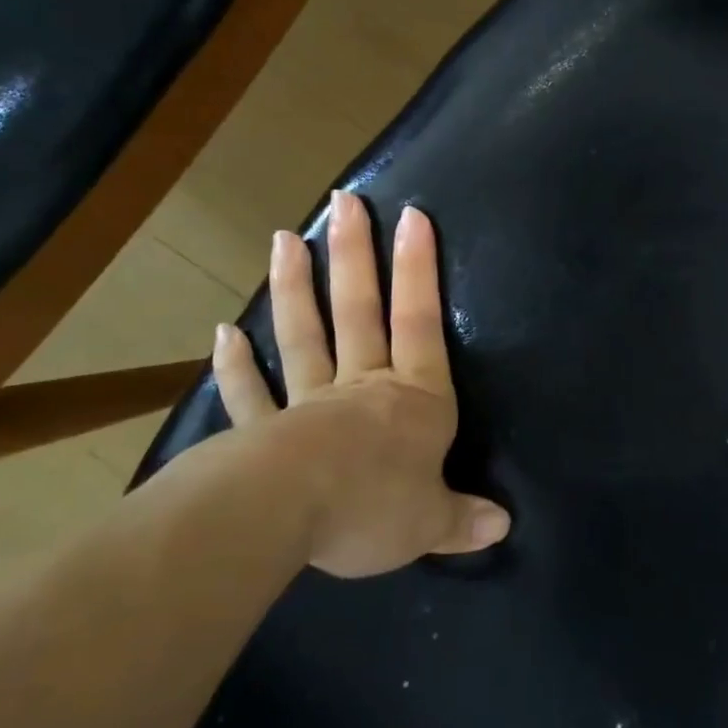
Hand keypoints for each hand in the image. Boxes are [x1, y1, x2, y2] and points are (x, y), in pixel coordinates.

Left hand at [208, 190, 510, 578]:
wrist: (289, 517)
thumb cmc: (374, 506)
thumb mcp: (429, 521)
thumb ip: (462, 519)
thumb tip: (503, 526)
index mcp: (412, 398)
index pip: (421, 321)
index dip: (419, 269)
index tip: (412, 216)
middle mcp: (363, 387)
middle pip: (359, 310)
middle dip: (354, 254)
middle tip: (344, 201)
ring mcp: (310, 404)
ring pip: (304, 335)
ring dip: (295, 287)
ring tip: (286, 239)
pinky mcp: (264, 432)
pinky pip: (251, 394)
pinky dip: (237, 365)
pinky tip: (224, 332)